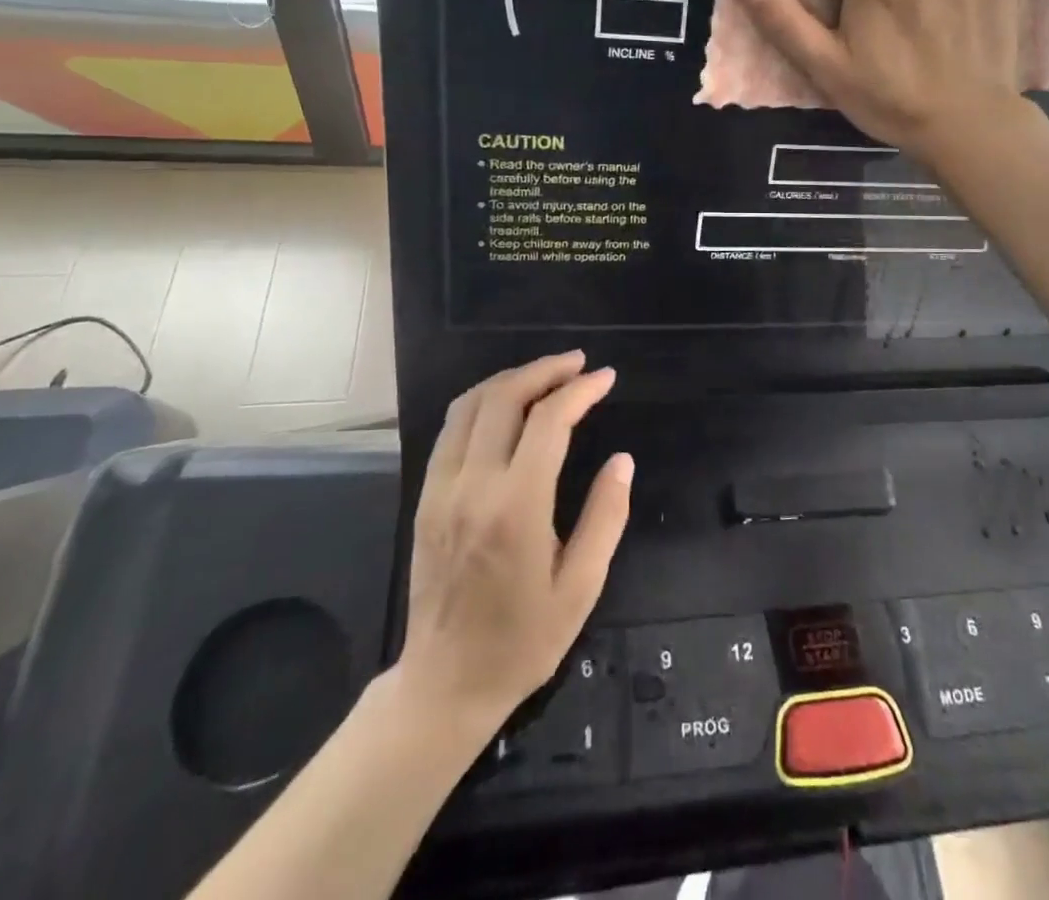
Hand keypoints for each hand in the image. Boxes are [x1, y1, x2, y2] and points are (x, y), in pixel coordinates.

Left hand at [397, 351, 632, 742]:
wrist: (445, 684)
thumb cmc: (523, 641)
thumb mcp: (581, 587)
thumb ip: (606, 517)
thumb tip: (622, 460)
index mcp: (516, 508)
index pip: (549, 422)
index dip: (580, 391)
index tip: (606, 378)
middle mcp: (473, 486)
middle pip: (504, 398)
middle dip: (544, 370)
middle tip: (578, 364)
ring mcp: (441, 489)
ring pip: (470, 405)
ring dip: (510, 379)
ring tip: (546, 374)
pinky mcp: (425, 497)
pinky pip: (450, 429)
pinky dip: (481, 401)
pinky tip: (505, 404)